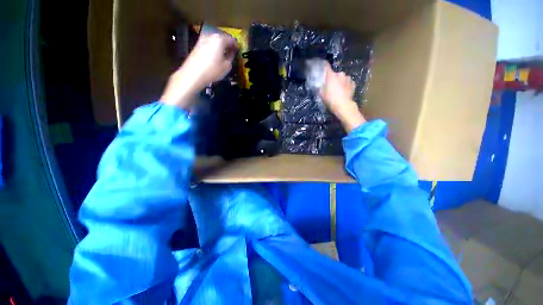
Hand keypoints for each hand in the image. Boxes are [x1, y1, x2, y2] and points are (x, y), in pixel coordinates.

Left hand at [161, 34, 237, 107]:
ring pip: (215, 42)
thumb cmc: (212, 70)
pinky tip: (215, 58)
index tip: (238, 52)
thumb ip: (231, 57)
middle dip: (228, 46)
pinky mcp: (197, 45)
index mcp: (220, 39)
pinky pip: (209, 45)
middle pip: (223, 38)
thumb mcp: (227, 66)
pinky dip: (213, 49)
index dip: (236, 46)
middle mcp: (211, 36)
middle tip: (231, 54)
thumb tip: (232, 53)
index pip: (232, 40)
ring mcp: (202, 40)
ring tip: (223, 57)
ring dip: (220, 48)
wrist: (193, 74)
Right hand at [319, 63, 365, 131]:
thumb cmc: (331, 100)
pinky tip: (343, 91)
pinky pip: (347, 82)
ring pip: (342, 78)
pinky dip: (345, 85)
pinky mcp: (353, 83)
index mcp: (331, 76)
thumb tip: (319, 84)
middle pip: (334, 74)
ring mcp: (348, 78)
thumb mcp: (321, 94)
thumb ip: (320, 87)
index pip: (326, 66)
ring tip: (338, 90)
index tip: (321, 65)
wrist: (344, 106)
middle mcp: (340, 74)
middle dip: (332, 78)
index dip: (323, 65)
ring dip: (339, 82)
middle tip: (330, 86)